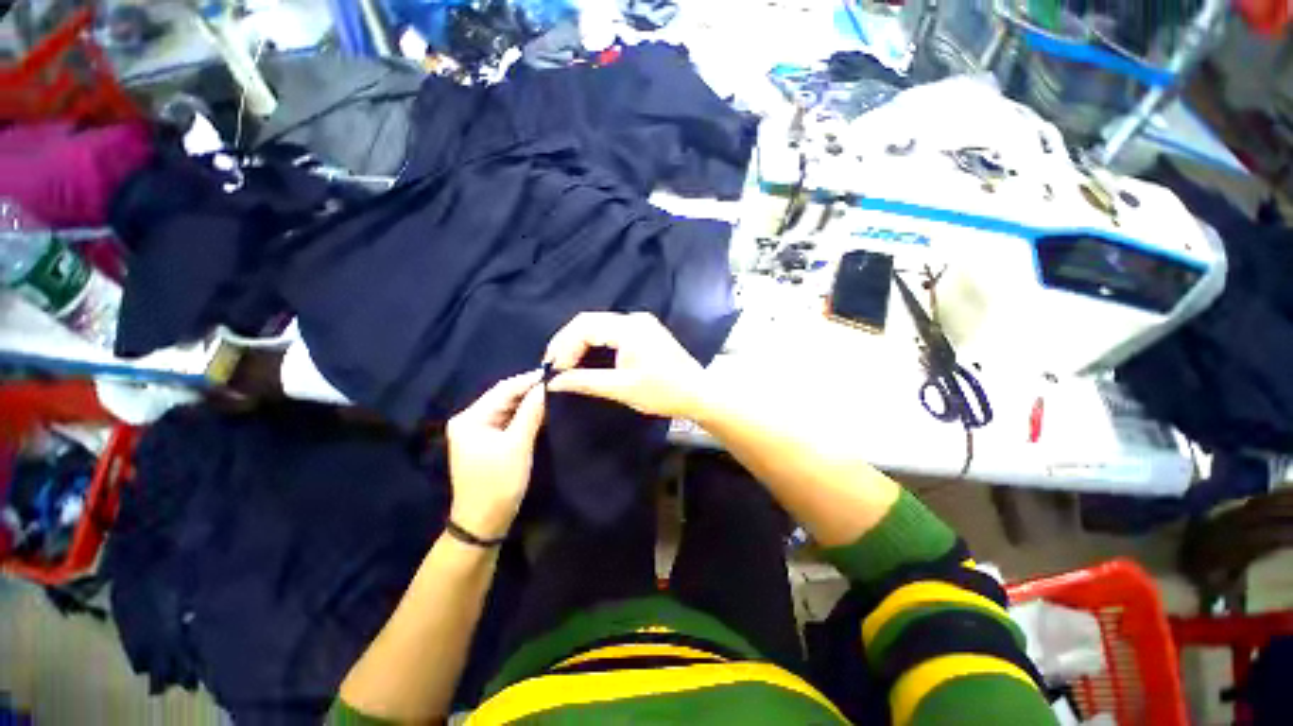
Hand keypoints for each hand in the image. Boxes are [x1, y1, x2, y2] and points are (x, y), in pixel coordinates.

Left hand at [446, 370, 545, 539]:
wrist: (483, 523)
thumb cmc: (498, 484)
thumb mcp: (518, 445)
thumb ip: (532, 412)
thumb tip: (547, 386)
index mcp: (470, 418)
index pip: (504, 389)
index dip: (530, 379)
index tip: (556, 373)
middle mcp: (470, 419)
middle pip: (505, 396)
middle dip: (531, 389)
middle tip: (558, 382)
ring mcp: (478, 430)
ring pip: (509, 407)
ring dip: (530, 401)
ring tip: (555, 392)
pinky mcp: (488, 440)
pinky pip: (509, 419)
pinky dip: (526, 414)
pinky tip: (543, 410)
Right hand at [545, 312, 706, 418]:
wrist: (698, 393)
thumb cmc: (664, 392)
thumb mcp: (622, 389)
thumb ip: (586, 382)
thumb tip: (554, 382)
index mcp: (630, 328)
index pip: (585, 326)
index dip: (563, 346)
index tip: (553, 369)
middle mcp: (634, 318)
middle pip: (589, 321)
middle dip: (567, 342)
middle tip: (553, 365)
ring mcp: (641, 322)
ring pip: (599, 324)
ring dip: (579, 341)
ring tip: (564, 362)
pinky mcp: (644, 331)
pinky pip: (610, 330)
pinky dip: (594, 342)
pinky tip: (586, 356)